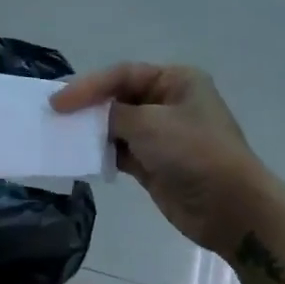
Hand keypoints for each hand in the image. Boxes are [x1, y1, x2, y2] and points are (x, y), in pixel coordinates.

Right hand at [52, 63, 267, 254]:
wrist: (231, 209)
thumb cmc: (195, 154)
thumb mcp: (150, 124)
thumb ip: (113, 115)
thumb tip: (89, 117)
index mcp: (176, 81)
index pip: (123, 74)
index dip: (88, 86)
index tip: (57, 102)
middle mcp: (169, 102)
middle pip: (118, 97)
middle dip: (87, 106)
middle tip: (53, 114)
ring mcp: (162, 135)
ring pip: (116, 125)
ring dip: (91, 130)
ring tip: (59, 134)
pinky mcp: (154, 164)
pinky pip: (119, 151)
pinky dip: (100, 152)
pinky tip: (78, 155)